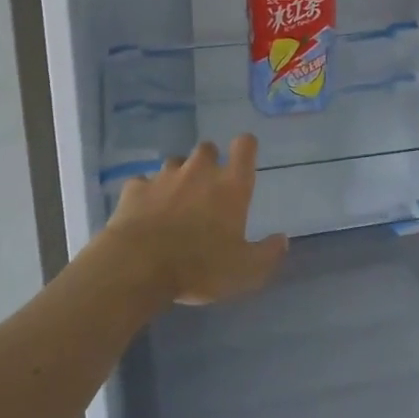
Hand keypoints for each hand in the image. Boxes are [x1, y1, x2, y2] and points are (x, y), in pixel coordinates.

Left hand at [102, 136, 286, 305]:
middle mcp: (199, 171)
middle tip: (207, 187)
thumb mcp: (245, 271)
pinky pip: (143, 183)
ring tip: (174, 200)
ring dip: (177, 176)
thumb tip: (283, 239)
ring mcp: (164, 177)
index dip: (246, 147)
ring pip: (174, 163)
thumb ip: (268, 253)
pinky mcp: (135, 189)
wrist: (138, 267)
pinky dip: (146, 193)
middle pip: (207, 148)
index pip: (245, 146)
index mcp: (231, 186)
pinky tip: (143, 212)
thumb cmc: (200, 267)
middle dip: (208, 162)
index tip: (244, 156)